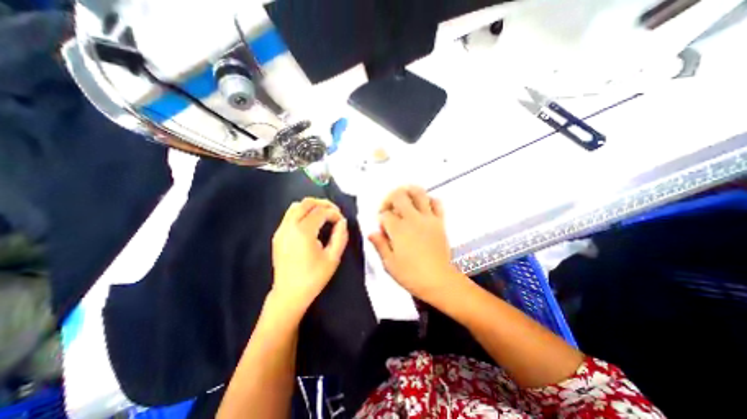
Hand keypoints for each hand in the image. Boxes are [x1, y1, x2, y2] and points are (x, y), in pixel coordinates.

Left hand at [272, 198, 346, 310]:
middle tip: (334, 212)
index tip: (341, 221)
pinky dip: (303, 213)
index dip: (334, 213)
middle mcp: (289, 227)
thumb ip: (340, 236)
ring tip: (323, 215)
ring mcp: (281, 230)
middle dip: (323, 204)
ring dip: (312, 207)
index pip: (321, 212)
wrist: (289, 294)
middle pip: (306, 203)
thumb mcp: (333, 258)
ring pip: (296, 206)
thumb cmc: (314, 277)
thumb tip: (342, 222)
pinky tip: (311, 223)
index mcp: (303, 232)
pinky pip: (290, 215)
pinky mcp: (277, 235)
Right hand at [367, 187, 464, 304]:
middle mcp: (412, 219)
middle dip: (389, 199)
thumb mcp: (389, 264)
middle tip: (388, 208)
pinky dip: (429, 200)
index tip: (382, 228)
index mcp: (398, 229)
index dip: (380, 219)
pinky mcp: (439, 221)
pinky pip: (437, 203)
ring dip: (408, 192)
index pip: (385, 215)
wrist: (439, 281)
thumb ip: (379, 245)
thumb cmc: (411, 275)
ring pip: (418, 193)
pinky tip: (423, 206)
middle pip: (398, 195)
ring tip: (404, 199)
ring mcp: (427, 218)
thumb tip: (371, 232)